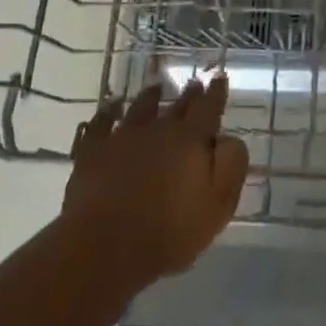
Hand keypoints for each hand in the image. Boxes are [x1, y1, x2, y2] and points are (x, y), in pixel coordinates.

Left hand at [61, 76, 249, 292]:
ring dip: (151, 97)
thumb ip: (231, 166)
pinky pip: (101, 123)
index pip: (209, 108)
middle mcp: (158, 129)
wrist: (106, 248)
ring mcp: (123, 137)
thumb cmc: (170, 232)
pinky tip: (111, 107)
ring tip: (156, 89)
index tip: (220, 78)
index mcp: (190, 139)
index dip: (216, 93)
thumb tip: (229, 139)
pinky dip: (107, 112)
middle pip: (178, 106)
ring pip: (140, 108)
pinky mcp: (94, 152)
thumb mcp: (218, 206)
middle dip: (189, 94)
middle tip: (195, 84)